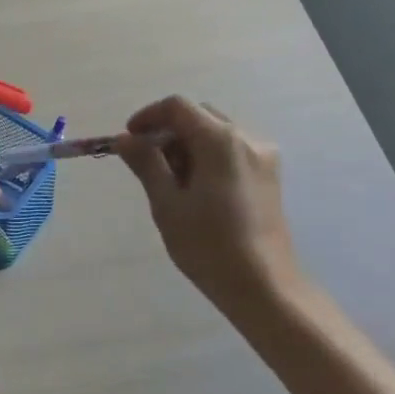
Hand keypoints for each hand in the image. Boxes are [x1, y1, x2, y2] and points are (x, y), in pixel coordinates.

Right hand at [117, 97, 305, 319]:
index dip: (148, 116)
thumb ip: (146, 164)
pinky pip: (232, 150)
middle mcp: (247, 138)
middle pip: (199, 116)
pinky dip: (208, 157)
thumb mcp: (167, 204)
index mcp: (221, 141)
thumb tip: (125, 139)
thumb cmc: (208, 246)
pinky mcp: (269, 175)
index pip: (178, 107)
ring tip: (172, 182)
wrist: (263, 286)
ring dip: (188, 145)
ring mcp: (263, 156)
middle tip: (148, 164)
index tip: (128, 139)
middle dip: (168, 132)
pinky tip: (197, 189)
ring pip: (216, 132)